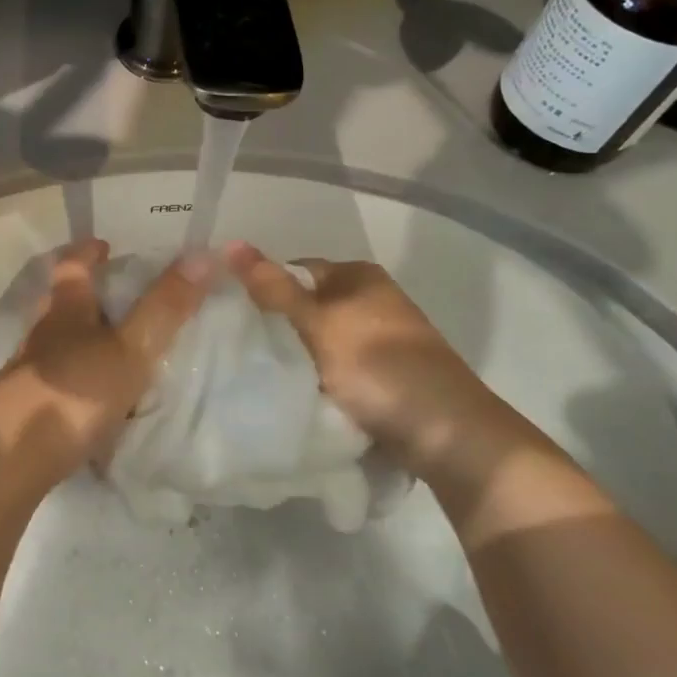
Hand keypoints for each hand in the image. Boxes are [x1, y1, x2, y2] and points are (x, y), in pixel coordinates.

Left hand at [0, 240, 213, 475]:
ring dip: (80, 339)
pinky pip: (56, 381)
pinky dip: (76, 379)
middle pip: (59, 304)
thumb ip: (164, 307)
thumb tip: (204, 253)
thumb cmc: (74, 392)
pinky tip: (94, 398)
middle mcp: (42, 335)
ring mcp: (28, 372)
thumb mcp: (130, 349)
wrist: (12, 458)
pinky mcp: (25, 408)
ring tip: (112, 348)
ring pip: (56, 343)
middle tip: (117, 297)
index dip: (88, 253)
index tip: (105, 245)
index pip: (72, 267)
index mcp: (65, 311)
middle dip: (84, 295)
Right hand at [224, 243, 499, 476]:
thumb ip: (274, 288)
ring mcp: (382, 339)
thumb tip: (230, 243)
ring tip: (265, 376)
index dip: (264, 290)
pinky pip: (338, 369)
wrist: (446, 433)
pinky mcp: (386, 375)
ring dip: (298, 357)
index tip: (234, 319)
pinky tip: (300, 395)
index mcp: (359, 276)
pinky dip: (320, 379)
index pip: (295, 271)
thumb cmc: (377, 367)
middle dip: (278, 328)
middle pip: (308, 307)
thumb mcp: (317, 323)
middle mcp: (372, 299)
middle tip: (242, 351)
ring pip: (321, 342)